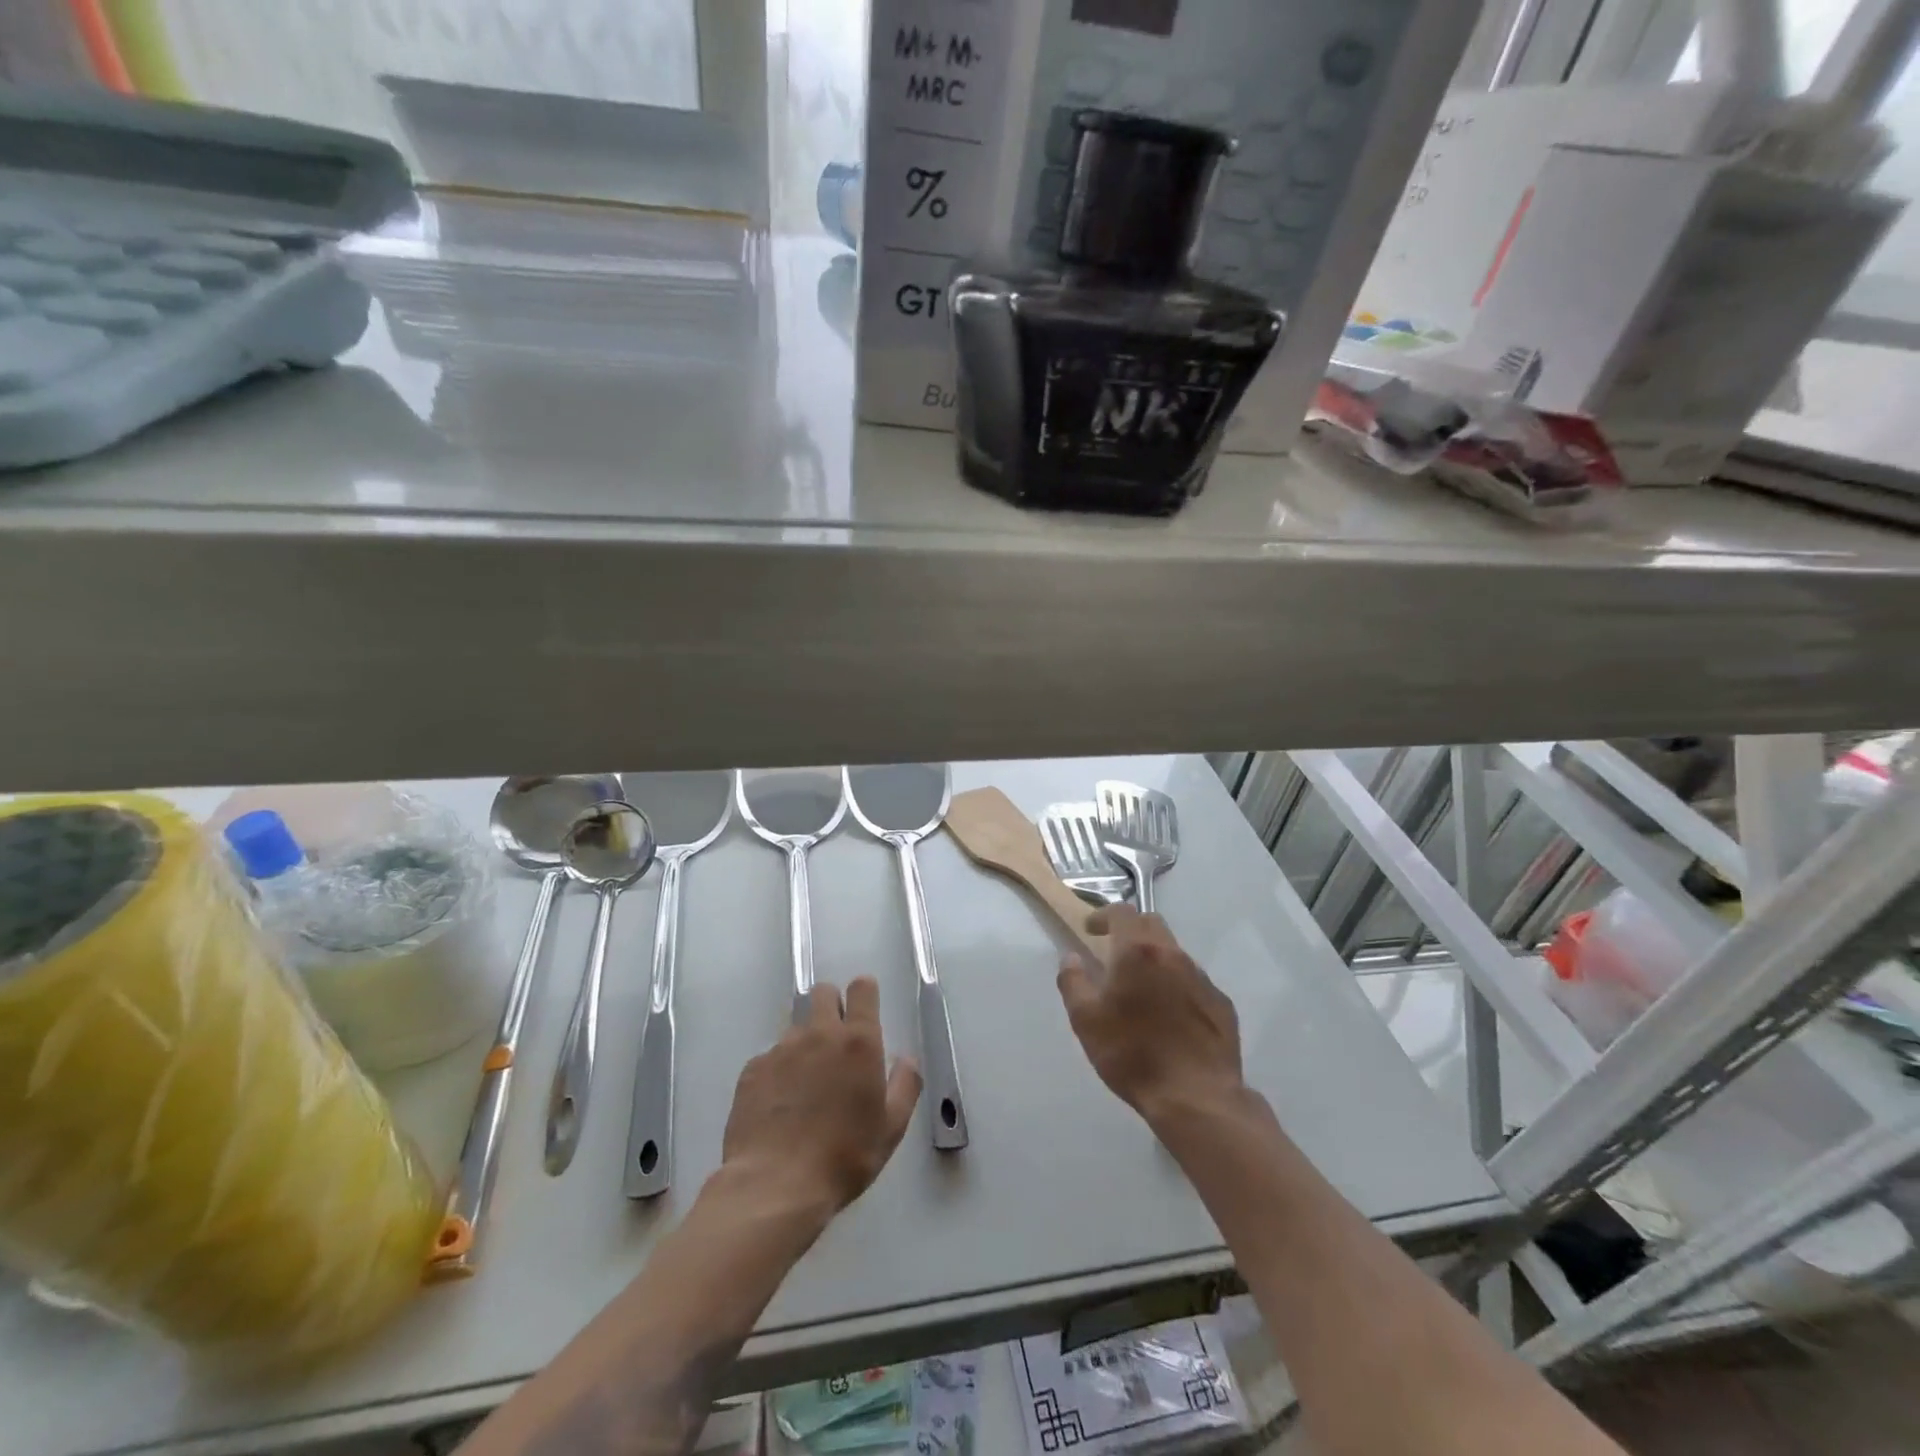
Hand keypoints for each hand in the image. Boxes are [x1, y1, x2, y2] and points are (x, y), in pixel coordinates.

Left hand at [721, 979, 921, 1213]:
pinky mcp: (753, 1069)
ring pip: (796, 1027)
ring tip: (805, 1086)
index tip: (865, 1012)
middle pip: (823, 992)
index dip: (864, 994)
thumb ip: (905, 1085)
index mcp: (858, 1042)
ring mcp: (782, 1049)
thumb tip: (906, 1059)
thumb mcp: (891, 1128)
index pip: (862, 988)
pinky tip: (779, 1106)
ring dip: (805, 1043)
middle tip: (836, 1044)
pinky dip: (778, 1071)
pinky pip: (770, 1057)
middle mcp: (819, 1034)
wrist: (774, 1186)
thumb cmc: (844, 1157)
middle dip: (831, 1006)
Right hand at [1058, 906, 1244, 1128]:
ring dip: (1156, 959)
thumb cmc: (1132, 1054)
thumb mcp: (1085, 1020)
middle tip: (1115, 952)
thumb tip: (1072, 958)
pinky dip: (1177, 986)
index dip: (1104, 915)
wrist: (1196, 1097)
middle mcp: (1173, 955)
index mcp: (1138, 952)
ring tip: (1142, 989)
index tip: (1091, 930)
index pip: (1122, 912)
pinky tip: (1171, 1016)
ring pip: (1175, 953)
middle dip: (1131, 930)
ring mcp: (1202, 979)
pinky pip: (1194, 982)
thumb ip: (1073, 981)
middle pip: (1152, 924)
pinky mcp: (1222, 1004)